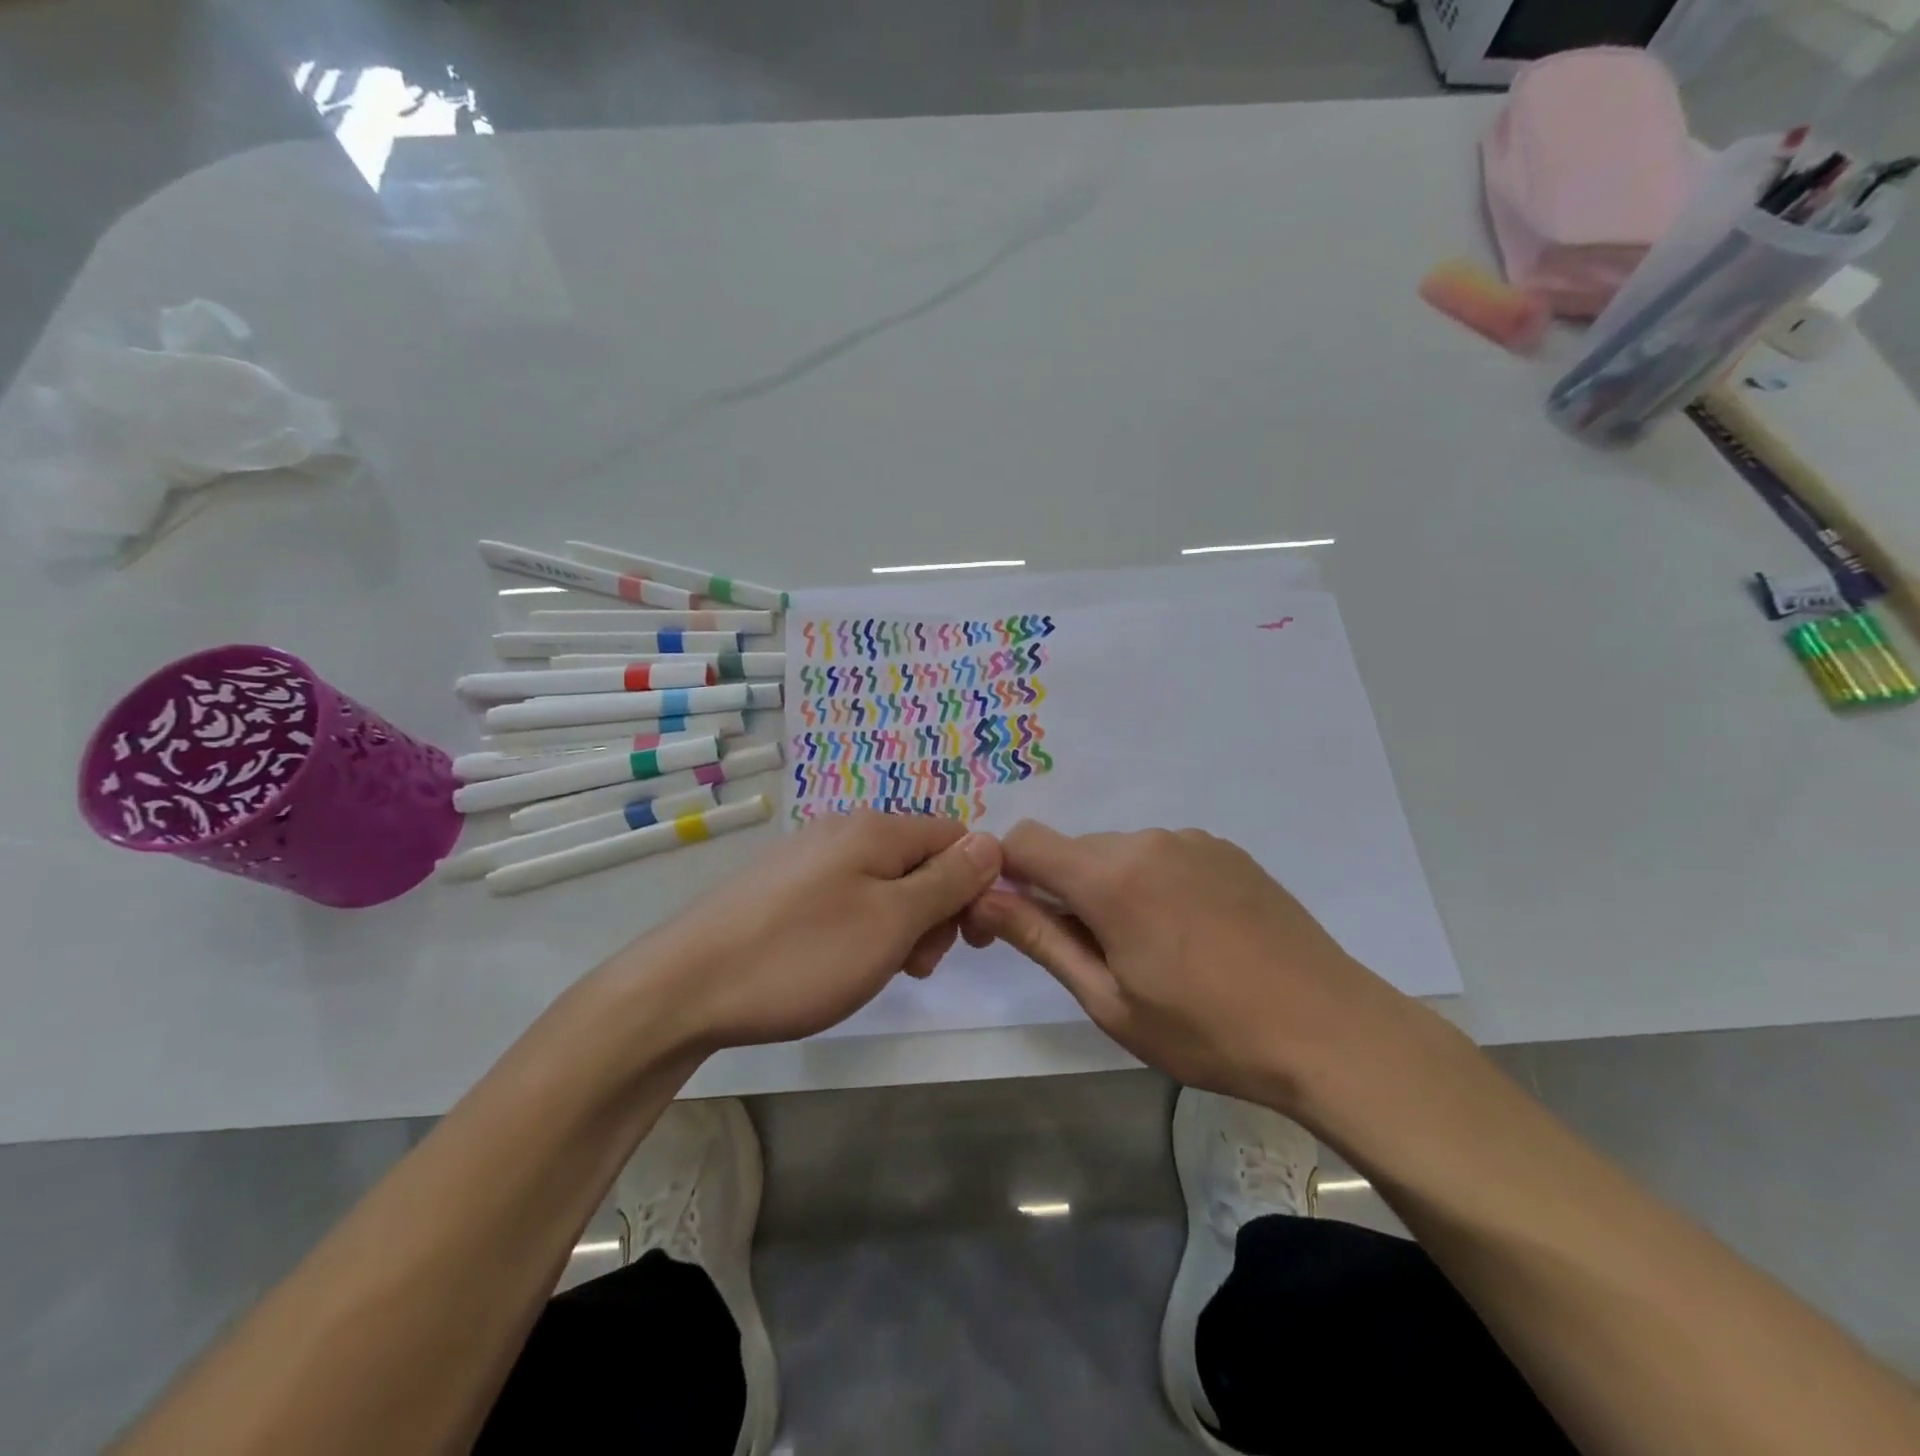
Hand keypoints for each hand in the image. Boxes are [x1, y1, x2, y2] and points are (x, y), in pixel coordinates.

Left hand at [627, 811, 1002, 1050]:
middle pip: (921, 860)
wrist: (684, 987)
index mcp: (877, 829)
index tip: (967, 940)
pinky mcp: (783, 886)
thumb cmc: (802, 955)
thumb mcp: (893, 922)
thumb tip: (993, 842)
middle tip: (915, 966)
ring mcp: (809, 856)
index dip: (974, 885)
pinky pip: (847, 897)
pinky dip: (861, 929)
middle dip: (934, 912)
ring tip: (876, 972)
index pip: (956, 837)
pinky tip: (838, 964)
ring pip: (884, 883)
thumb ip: (948, 880)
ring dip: (899, 926)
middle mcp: (845, 829)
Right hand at [961, 822, 1421, 1111]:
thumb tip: (983, 898)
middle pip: (1073, 851)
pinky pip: (1163, 856)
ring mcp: (1192, 840)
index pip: (1024, 841)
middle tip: (1089, 957)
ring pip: (1118, 854)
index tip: (1013, 923)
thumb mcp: (1109, 1000)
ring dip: (1110, 890)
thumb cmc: (1207, 1031)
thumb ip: (1040, 938)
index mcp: (1110, 876)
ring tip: (1151, 952)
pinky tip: (1191, 935)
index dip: (1004, 875)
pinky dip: (1152, 885)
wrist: (1329, 1029)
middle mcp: (1147, 840)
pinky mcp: (1226, 850)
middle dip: (1061, 892)